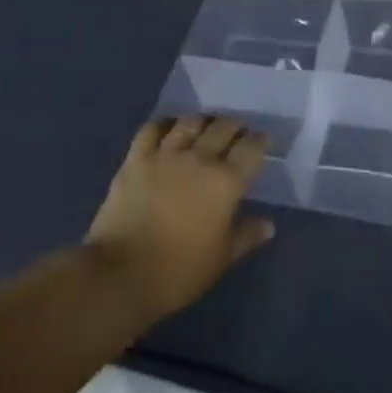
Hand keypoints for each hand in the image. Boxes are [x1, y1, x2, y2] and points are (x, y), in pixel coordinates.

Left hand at [86, 116, 275, 319]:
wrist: (123, 272)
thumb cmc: (180, 271)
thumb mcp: (222, 258)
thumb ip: (247, 235)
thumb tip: (268, 224)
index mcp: (226, 182)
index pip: (251, 149)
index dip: (260, 141)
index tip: (263, 140)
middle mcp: (199, 158)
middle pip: (222, 128)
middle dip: (234, 126)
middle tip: (238, 131)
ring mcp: (165, 154)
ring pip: (190, 122)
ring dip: (203, 120)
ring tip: (207, 124)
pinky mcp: (136, 158)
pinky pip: (152, 129)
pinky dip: (165, 123)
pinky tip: (169, 127)